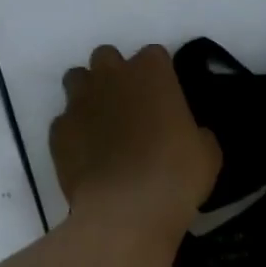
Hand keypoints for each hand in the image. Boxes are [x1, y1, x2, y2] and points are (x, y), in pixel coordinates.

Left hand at [51, 44, 221, 235]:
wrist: (127, 211)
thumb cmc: (177, 176)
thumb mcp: (207, 153)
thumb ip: (195, 132)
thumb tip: (188, 134)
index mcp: (151, 73)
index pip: (154, 56)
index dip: (160, 77)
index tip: (165, 100)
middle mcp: (110, 77)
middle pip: (107, 57)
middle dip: (116, 76)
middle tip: (131, 108)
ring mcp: (78, 103)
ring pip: (76, 80)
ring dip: (89, 95)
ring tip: (103, 126)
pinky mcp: (57, 133)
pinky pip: (64, 122)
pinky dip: (74, 133)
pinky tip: (88, 157)